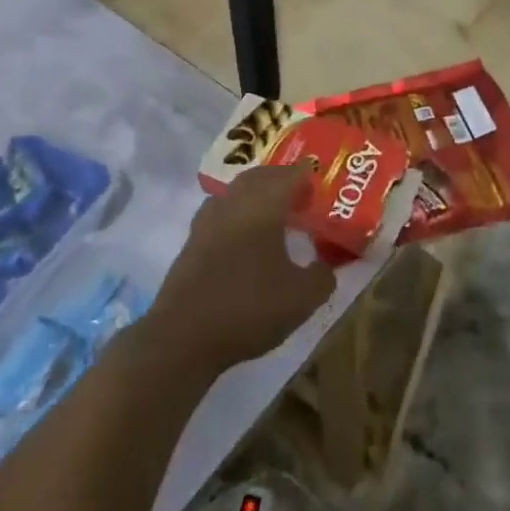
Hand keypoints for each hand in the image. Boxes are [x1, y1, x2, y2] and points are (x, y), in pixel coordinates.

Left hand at [144, 164, 335, 378]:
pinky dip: (236, 215)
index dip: (305, 176)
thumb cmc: (250, 308)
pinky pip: (219, 214)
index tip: (318, 182)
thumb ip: (322, 277)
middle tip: (298, 194)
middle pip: (257, 177)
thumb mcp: (302, 299)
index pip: (287, 177)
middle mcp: (233, 205)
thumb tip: (325, 266)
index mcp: (262, 208)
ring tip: (273, 213)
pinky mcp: (191, 243)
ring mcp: (206, 222)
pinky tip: (244, 238)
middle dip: (279, 179)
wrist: (184, 335)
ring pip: (234, 193)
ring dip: (255, 194)